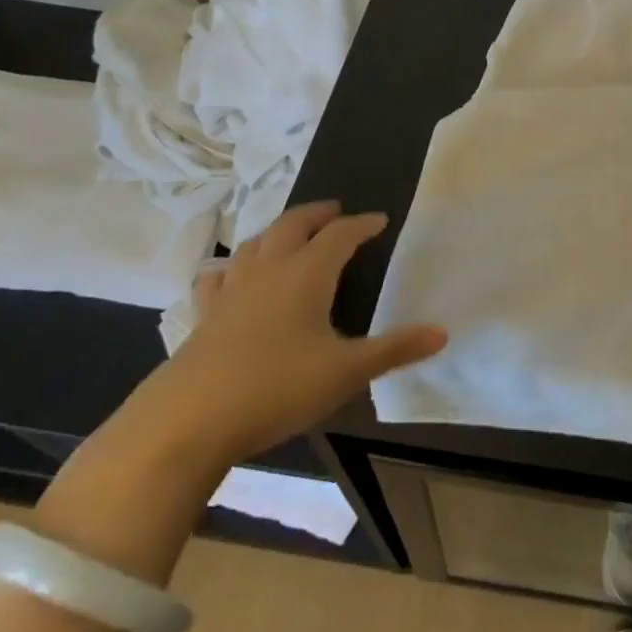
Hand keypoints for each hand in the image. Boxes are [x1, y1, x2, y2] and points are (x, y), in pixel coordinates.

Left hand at [156, 201, 447, 466]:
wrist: (188, 420)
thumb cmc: (277, 387)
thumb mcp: (347, 372)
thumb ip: (395, 349)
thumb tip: (442, 332)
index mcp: (306, 274)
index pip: (340, 236)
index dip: (362, 225)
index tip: (380, 220)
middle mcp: (267, 270)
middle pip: (293, 225)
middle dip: (317, 214)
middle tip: (336, 211)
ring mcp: (230, 291)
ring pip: (254, 243)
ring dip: (277, 231)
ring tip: (290, 234)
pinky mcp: (203, 316)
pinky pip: (218, 277)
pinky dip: (232, 267)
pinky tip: (230, 277)